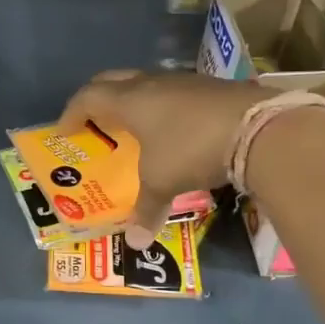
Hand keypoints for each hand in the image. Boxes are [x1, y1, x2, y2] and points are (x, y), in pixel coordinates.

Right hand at [59, 70, 275, 248]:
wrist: (259, 128)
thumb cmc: (192, 150)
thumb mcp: (163, 183)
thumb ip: (146, 210)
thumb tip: (135, 243)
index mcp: (130, 101)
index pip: (88, 98)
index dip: (72, 113)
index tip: (65, 132)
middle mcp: (153, 84)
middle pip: (113, 80)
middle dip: (98, 99)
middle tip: (93, 121)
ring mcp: (184, 81)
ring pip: (146, 84)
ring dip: (133, 101)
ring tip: (132, 128)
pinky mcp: (210, 87)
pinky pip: (173, 93)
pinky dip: (162, 108)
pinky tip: (172, 130)